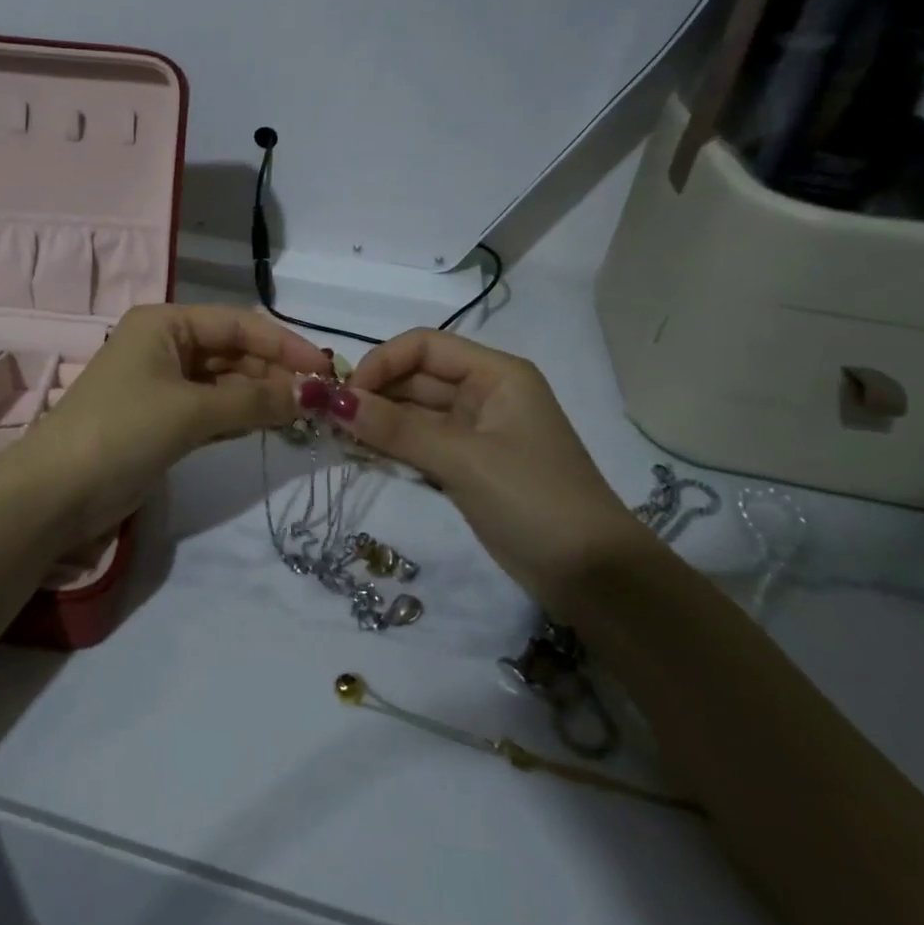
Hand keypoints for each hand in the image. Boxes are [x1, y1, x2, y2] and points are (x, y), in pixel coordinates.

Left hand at [14, 304, 329, 550]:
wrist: (55, 495)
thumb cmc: (122, 431)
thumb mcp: (192, 410)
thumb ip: (255, 400)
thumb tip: (315, 394)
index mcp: (165, 324)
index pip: (238, 324)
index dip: (284, 344)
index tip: (326, 370)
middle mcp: (164, 346)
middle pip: (232, 352)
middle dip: (274, 373)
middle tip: (320, 401)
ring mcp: (161, 385)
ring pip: (224, 383)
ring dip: (260, 397)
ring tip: (304, 415)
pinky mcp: (161, 421)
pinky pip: (211, 410)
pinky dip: (239, 417)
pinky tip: (270, 426)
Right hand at [326, 329, 646, 611]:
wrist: (593, 578)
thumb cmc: (534, 501)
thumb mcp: (464, 460)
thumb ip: (397, 430)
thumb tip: (334, 402)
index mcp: (496, 374)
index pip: (425, 346)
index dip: (382, 362)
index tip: (346, 394)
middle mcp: (485, 393)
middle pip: (416, 377)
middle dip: (375, 394)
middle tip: (331, 420)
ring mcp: (476, 431)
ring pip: (414, 412)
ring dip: (378, 422)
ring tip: (339, 438)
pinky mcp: (468, 466)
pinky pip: (420, 443)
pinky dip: (392, 447)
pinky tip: (362, 455)